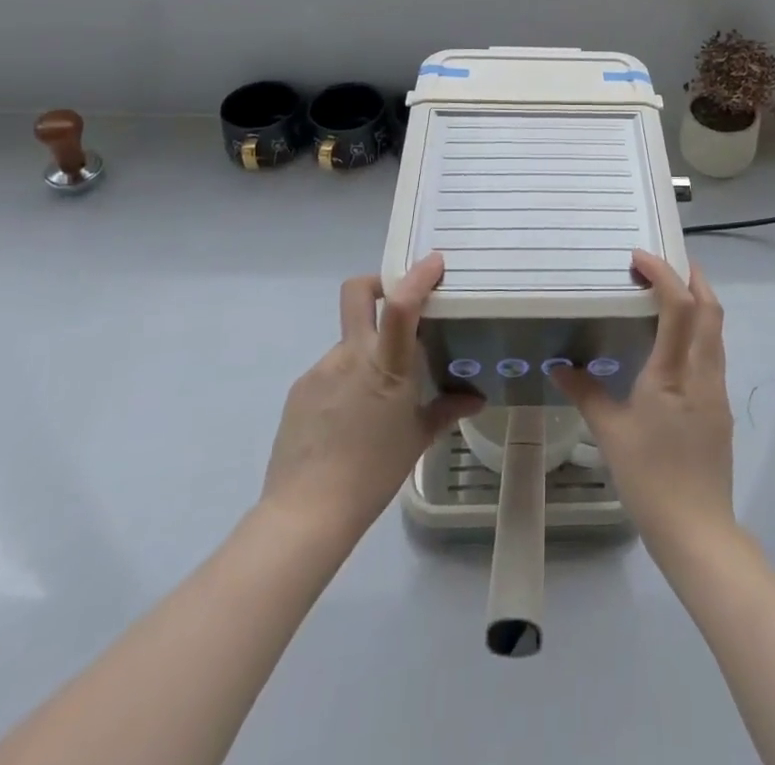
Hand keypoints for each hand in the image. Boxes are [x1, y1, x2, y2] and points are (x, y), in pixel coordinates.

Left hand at [260, 253, 482, 543]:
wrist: (305, 512)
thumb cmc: (372, 473)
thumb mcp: (416, 440)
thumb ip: (446, 410)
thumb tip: (475, 398)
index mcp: (384, 366)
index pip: (400, 306)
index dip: (417, 277)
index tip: (434, 262)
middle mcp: (350, 356)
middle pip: (356, 293)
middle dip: (377, 283)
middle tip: (396, 300)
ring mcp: (320, 370)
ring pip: (349, 341)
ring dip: (366, 352)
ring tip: (377, 397)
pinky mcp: (300, 389)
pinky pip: (331, 371)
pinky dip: (346, 380)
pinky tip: (350, 418)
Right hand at [551, 250, 734, 554]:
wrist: (697, 531)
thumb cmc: (650, 478)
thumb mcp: (610, 434)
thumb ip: (586, 394)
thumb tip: (558, 367)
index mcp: (673, 373)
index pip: (680, 306)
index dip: (664, 274)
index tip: (639, 257)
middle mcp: (702, 373)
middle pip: (711, 310)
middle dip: (693, 278)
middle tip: (667, 263)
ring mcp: (716, 391)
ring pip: (716, 332)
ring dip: (700, 304)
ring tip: (671, 294)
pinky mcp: (720, 409)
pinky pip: (713, 354)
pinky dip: (699, 332)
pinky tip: (675, 345)